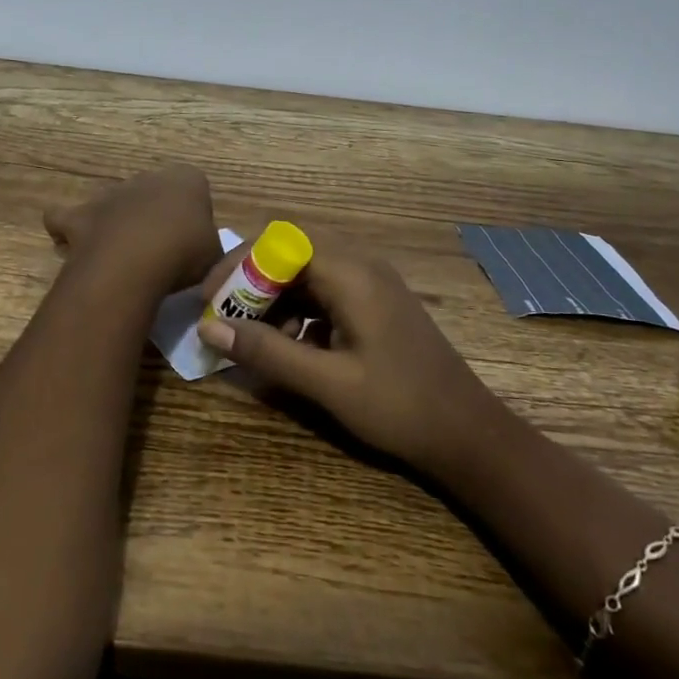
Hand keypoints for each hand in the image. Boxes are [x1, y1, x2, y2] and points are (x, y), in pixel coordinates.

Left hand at [43, 164, 221, 292]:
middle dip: (152, 216)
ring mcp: (109, 194)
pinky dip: (67, 232)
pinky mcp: (79, 215)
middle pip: (151, 193)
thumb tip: (201, 254)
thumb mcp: (215, 255)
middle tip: (159, 252)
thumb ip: (208, 248)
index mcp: (186, 179)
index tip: (193, 240)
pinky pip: (65, 220)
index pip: (194, 186)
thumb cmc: (184, 253)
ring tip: (121, 257)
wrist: (136, 260)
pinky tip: (75, 251)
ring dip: (115, 224)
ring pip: (112, 204)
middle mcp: (146, 178)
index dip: (193, 213)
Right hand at [196, 240, 490, 477]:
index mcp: (351, 272)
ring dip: (273, 298)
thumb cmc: (399, 406)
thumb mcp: (327, 382)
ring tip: (253, 336)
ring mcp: (370, 282)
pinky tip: (291, 345)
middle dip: (251, 281)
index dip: (238, 264)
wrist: (469, 434)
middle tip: (222, 316)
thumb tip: (208, 327)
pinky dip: (298, 310)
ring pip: (305, 273)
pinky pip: (324, 291)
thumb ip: (267, 351)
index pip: (278, 243)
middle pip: (290, 253)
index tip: (208, 297)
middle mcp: (360, 264)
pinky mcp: (374, 303)